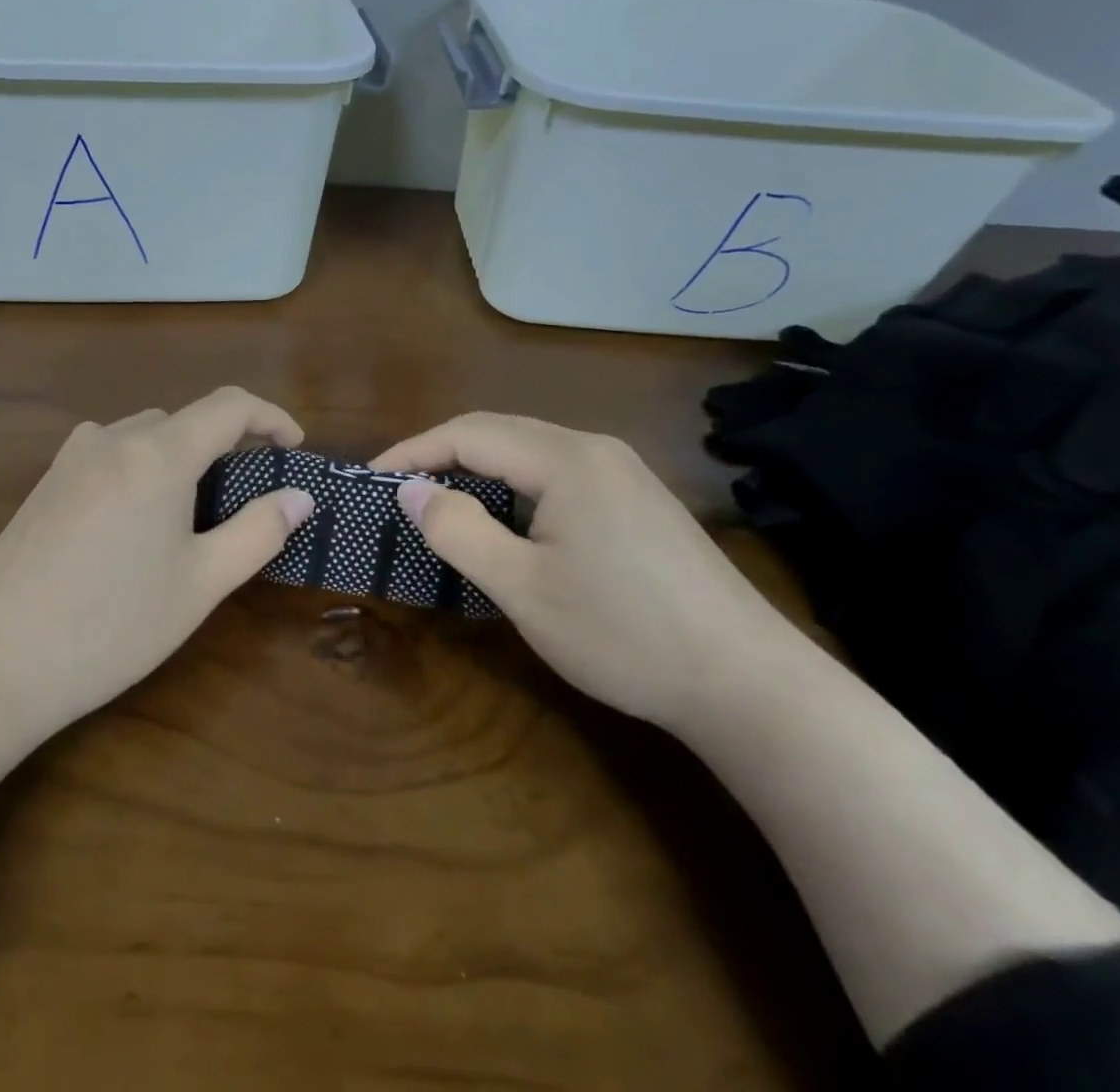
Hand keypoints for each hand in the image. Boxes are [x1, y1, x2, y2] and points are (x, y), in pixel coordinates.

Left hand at [0, 386, 314, 736]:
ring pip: (146, 436)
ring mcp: (72, 458)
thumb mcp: (200, 583)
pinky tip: (136, 520)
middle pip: (186, 420)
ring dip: (182, 457)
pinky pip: (110, 454)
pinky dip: (142, 467)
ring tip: (195, 514)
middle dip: (227, 447)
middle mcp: (113, 439)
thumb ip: (258, 532)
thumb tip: (299, 498)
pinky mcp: (47, 483)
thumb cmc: (110, 624)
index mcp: (158, 453)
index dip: (272, 417)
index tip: (296, 449)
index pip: (230, 406)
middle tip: (249, 500)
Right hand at [372, 413, 785, 727]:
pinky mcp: (639, 502)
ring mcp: (624, 473)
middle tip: (400, 495)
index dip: (413, 453)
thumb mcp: (522, 588)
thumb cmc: (623, 633)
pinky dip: (515, 490)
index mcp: (566, 459)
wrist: (749, 684)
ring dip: (479, 474)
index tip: (371, 482)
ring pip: (529, 454)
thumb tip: (410, 490)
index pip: (468, 434)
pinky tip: (507, 525)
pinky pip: (558, 476)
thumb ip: (458, 531)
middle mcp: (595, 449)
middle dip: (441, 457)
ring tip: (442, 509)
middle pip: (499, 434)